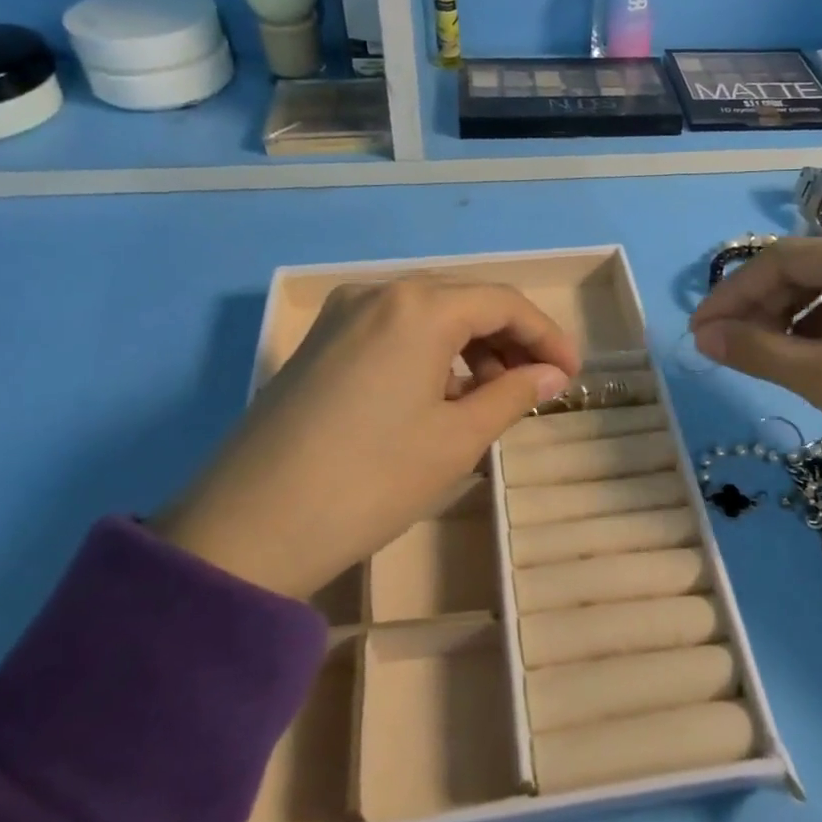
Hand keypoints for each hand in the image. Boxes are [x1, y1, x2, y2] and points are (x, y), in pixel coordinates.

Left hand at [154, 278, 579, 598]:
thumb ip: (513, 395)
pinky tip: (439, 397)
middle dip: (508, 340)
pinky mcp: (318, 343)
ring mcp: (341, 316)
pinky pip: (391, 333)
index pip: (502, 303)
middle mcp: (378, 293)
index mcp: (418, 306)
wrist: (249, 528)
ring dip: (468, 348)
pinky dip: (428, 356)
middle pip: (463, 302)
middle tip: (538, 386)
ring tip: (492, 398)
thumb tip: (552, 375)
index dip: (546, 335)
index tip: (572, 374)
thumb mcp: (456, 439)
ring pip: (426, 317)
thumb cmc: (371, 480)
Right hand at [691, 233, 821, 681]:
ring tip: (758, 357)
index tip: (698, 333)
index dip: (735, 294)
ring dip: (790, 321)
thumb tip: (703, 336)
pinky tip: (807, 362)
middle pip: (811, 270)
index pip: (787, 258)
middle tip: (722, 349)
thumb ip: (763, 352)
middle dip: (761, 307)